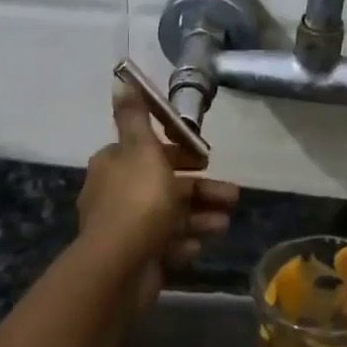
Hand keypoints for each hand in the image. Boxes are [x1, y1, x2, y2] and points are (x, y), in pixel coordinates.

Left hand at [78, 85, 238, 283]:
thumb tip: (119, 79)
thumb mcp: (141, 149)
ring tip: (225, 223)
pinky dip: (184, 241)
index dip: (178, 152)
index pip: (149, 150)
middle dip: (200, 189)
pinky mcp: (135, 257)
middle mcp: (115, 193)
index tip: (205, 159)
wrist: (118, 268)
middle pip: (164, 184)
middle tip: (232, 195)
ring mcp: (124, 228)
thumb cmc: (137, 201)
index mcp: (114, 164)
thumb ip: (135, 116)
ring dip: (199, 216)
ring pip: (169, 215)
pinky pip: (164, 243)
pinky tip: (200, 244)